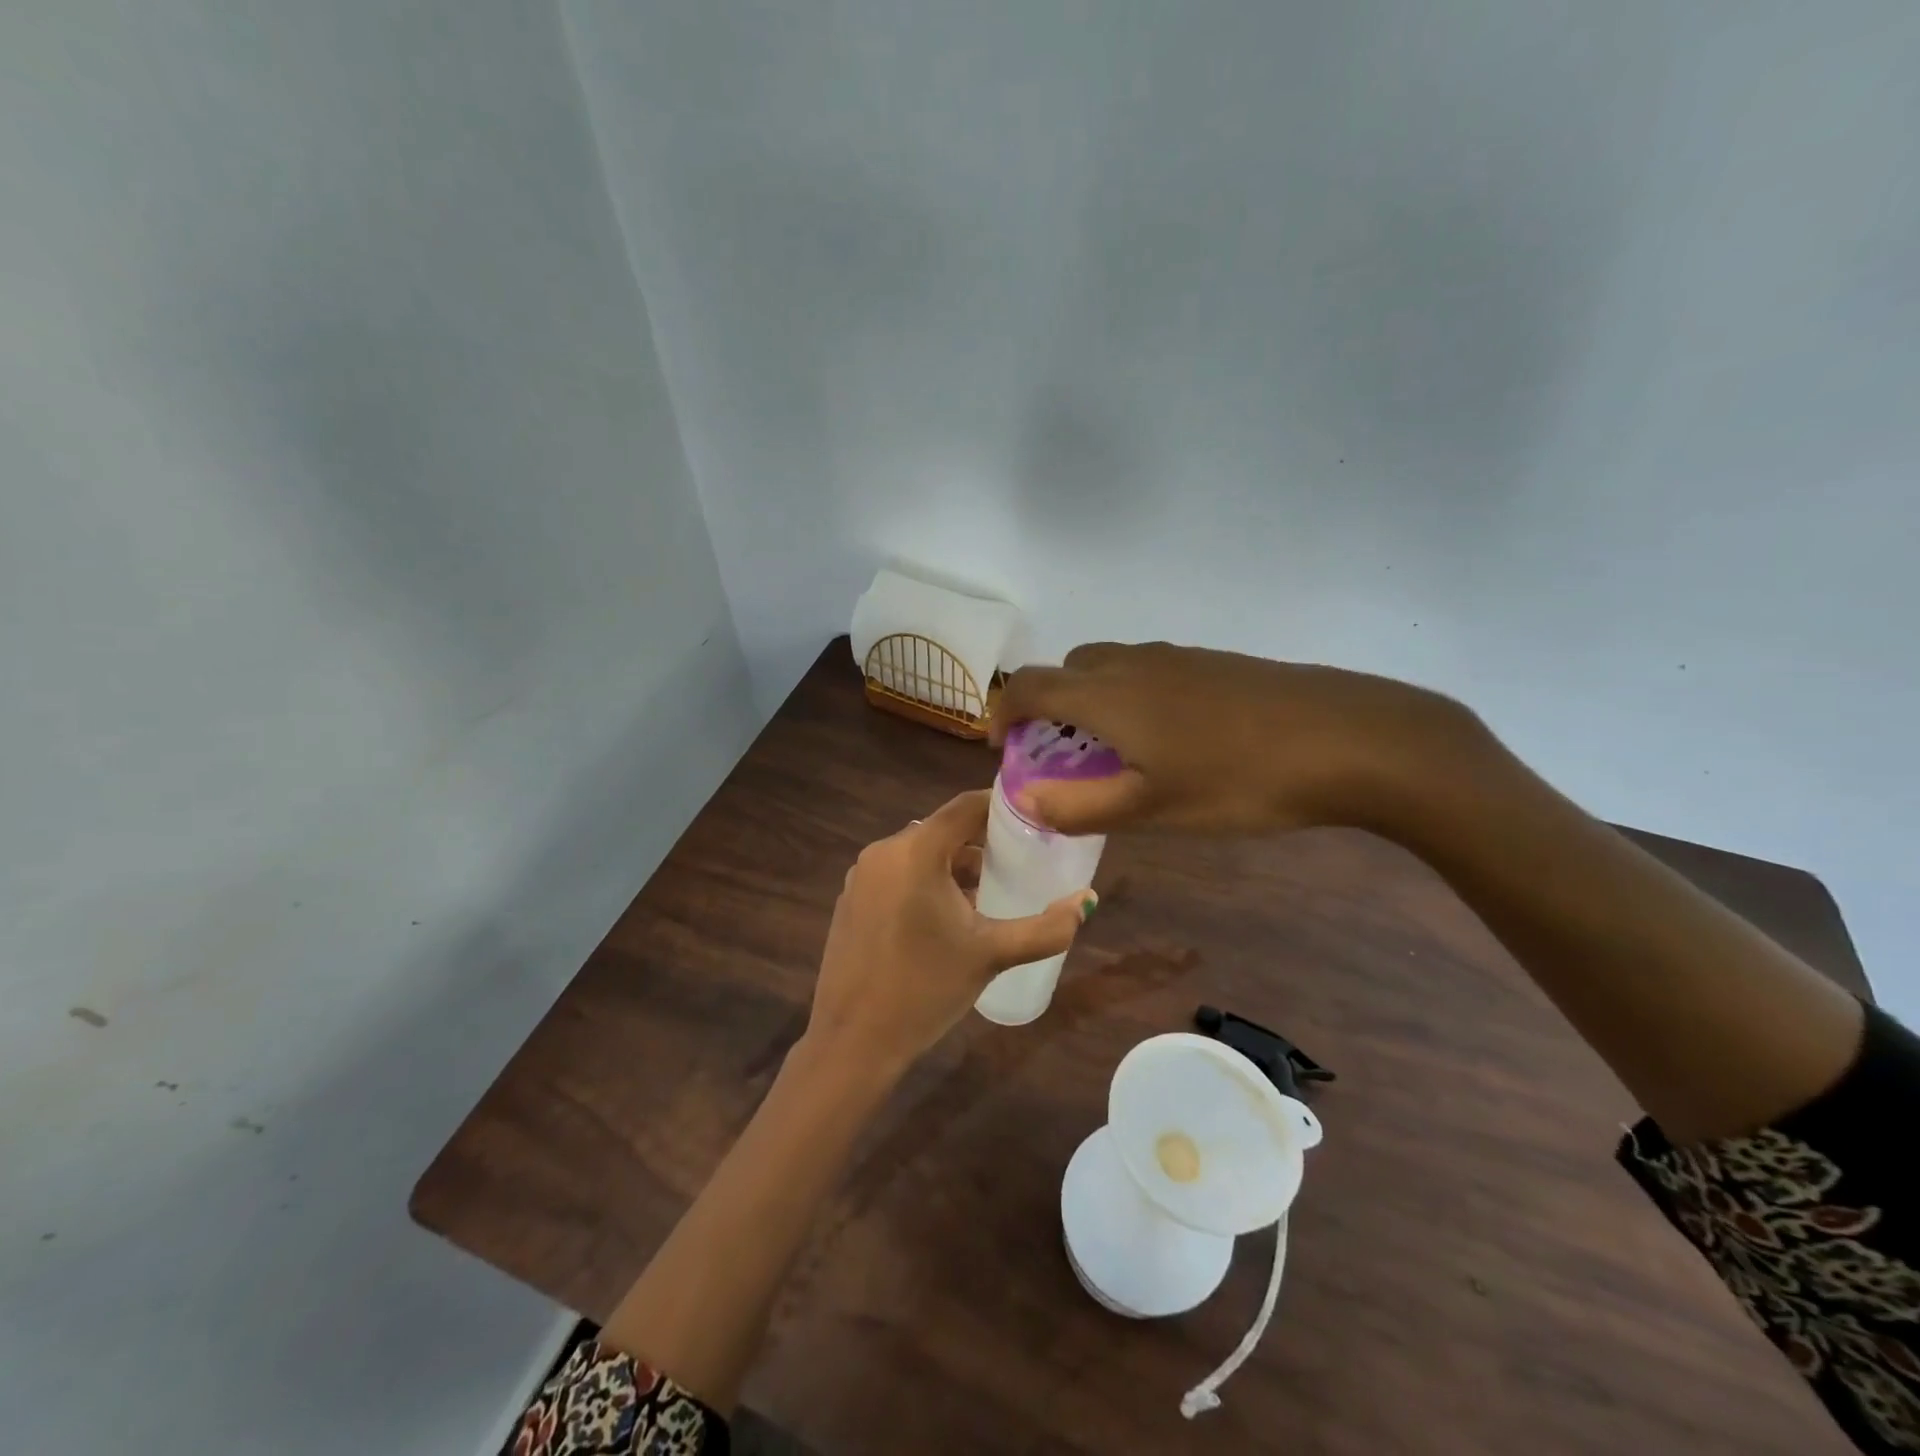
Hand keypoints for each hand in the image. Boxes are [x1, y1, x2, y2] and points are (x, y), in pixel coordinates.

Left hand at [806, 790, 1092, 1073]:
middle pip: (942, 830)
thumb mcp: (992, 955)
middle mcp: (883, 851)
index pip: (965, 807)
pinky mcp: (851, 898)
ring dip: (952, 865)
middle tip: (1016, 865)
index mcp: (916, 851)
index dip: (1000, 808)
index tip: (1032, 821)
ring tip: (985, 896)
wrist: (854, 1041)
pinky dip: (924, 881)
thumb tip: (1088, 900)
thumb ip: (1046, 927)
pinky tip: (943, 918)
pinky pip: (896, 873)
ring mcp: (861, 875)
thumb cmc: (926, 989)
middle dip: (980, 843)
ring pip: (919, 852)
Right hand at [991, 641, 1480, 836]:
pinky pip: (1146, 669)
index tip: (1005, 749)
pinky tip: (1169, 738)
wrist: (1347, 738)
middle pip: (1066, 669)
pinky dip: (1129, 696)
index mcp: (1106, 695)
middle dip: (1048, 707)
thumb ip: (1081, 807)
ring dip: (1090, 701)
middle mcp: (1131, 663)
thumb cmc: (1238, 781)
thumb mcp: (1153, 809)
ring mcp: (1175, 656)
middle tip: (1063, 756)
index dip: (1003, 712)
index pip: (1028, 686)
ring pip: (1108, 667)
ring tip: (1115, 752)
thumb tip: (1027, 800)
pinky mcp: (1211, 661)